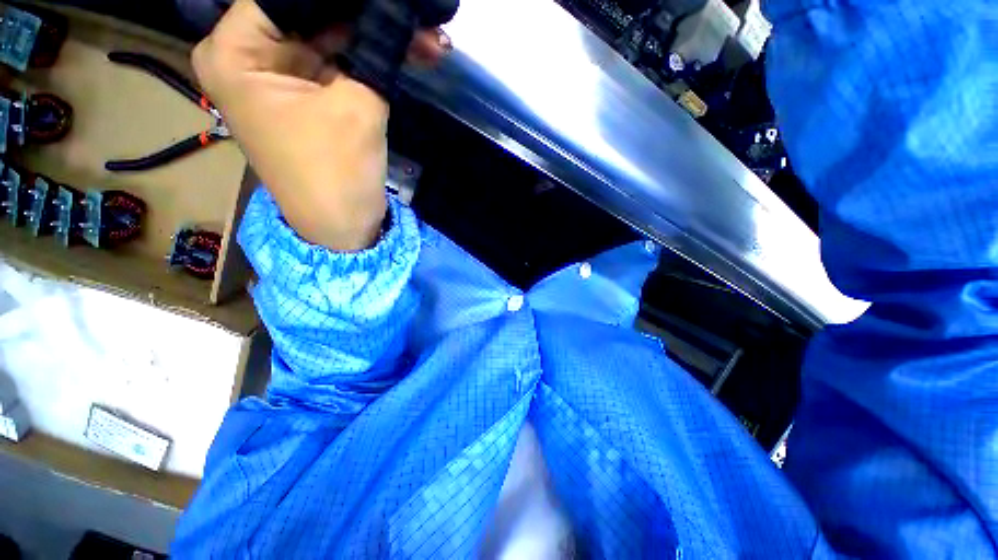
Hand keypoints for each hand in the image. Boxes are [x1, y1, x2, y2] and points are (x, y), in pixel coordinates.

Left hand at [192, 0, 449, 250]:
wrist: (344, 228)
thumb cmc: (336, 173)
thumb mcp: (357, 104)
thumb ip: (376, 50)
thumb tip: (397, 14)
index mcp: (236, 51)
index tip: (390, 0)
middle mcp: (252, 54)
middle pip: (313, 11)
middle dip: (369, 13)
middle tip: (417, 12)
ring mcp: (283, 74)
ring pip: (335, 35)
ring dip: (382, 35)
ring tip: (429, 35)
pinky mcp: (311, 93)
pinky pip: (344, 61)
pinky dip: (377, 57)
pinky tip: (415, 51)